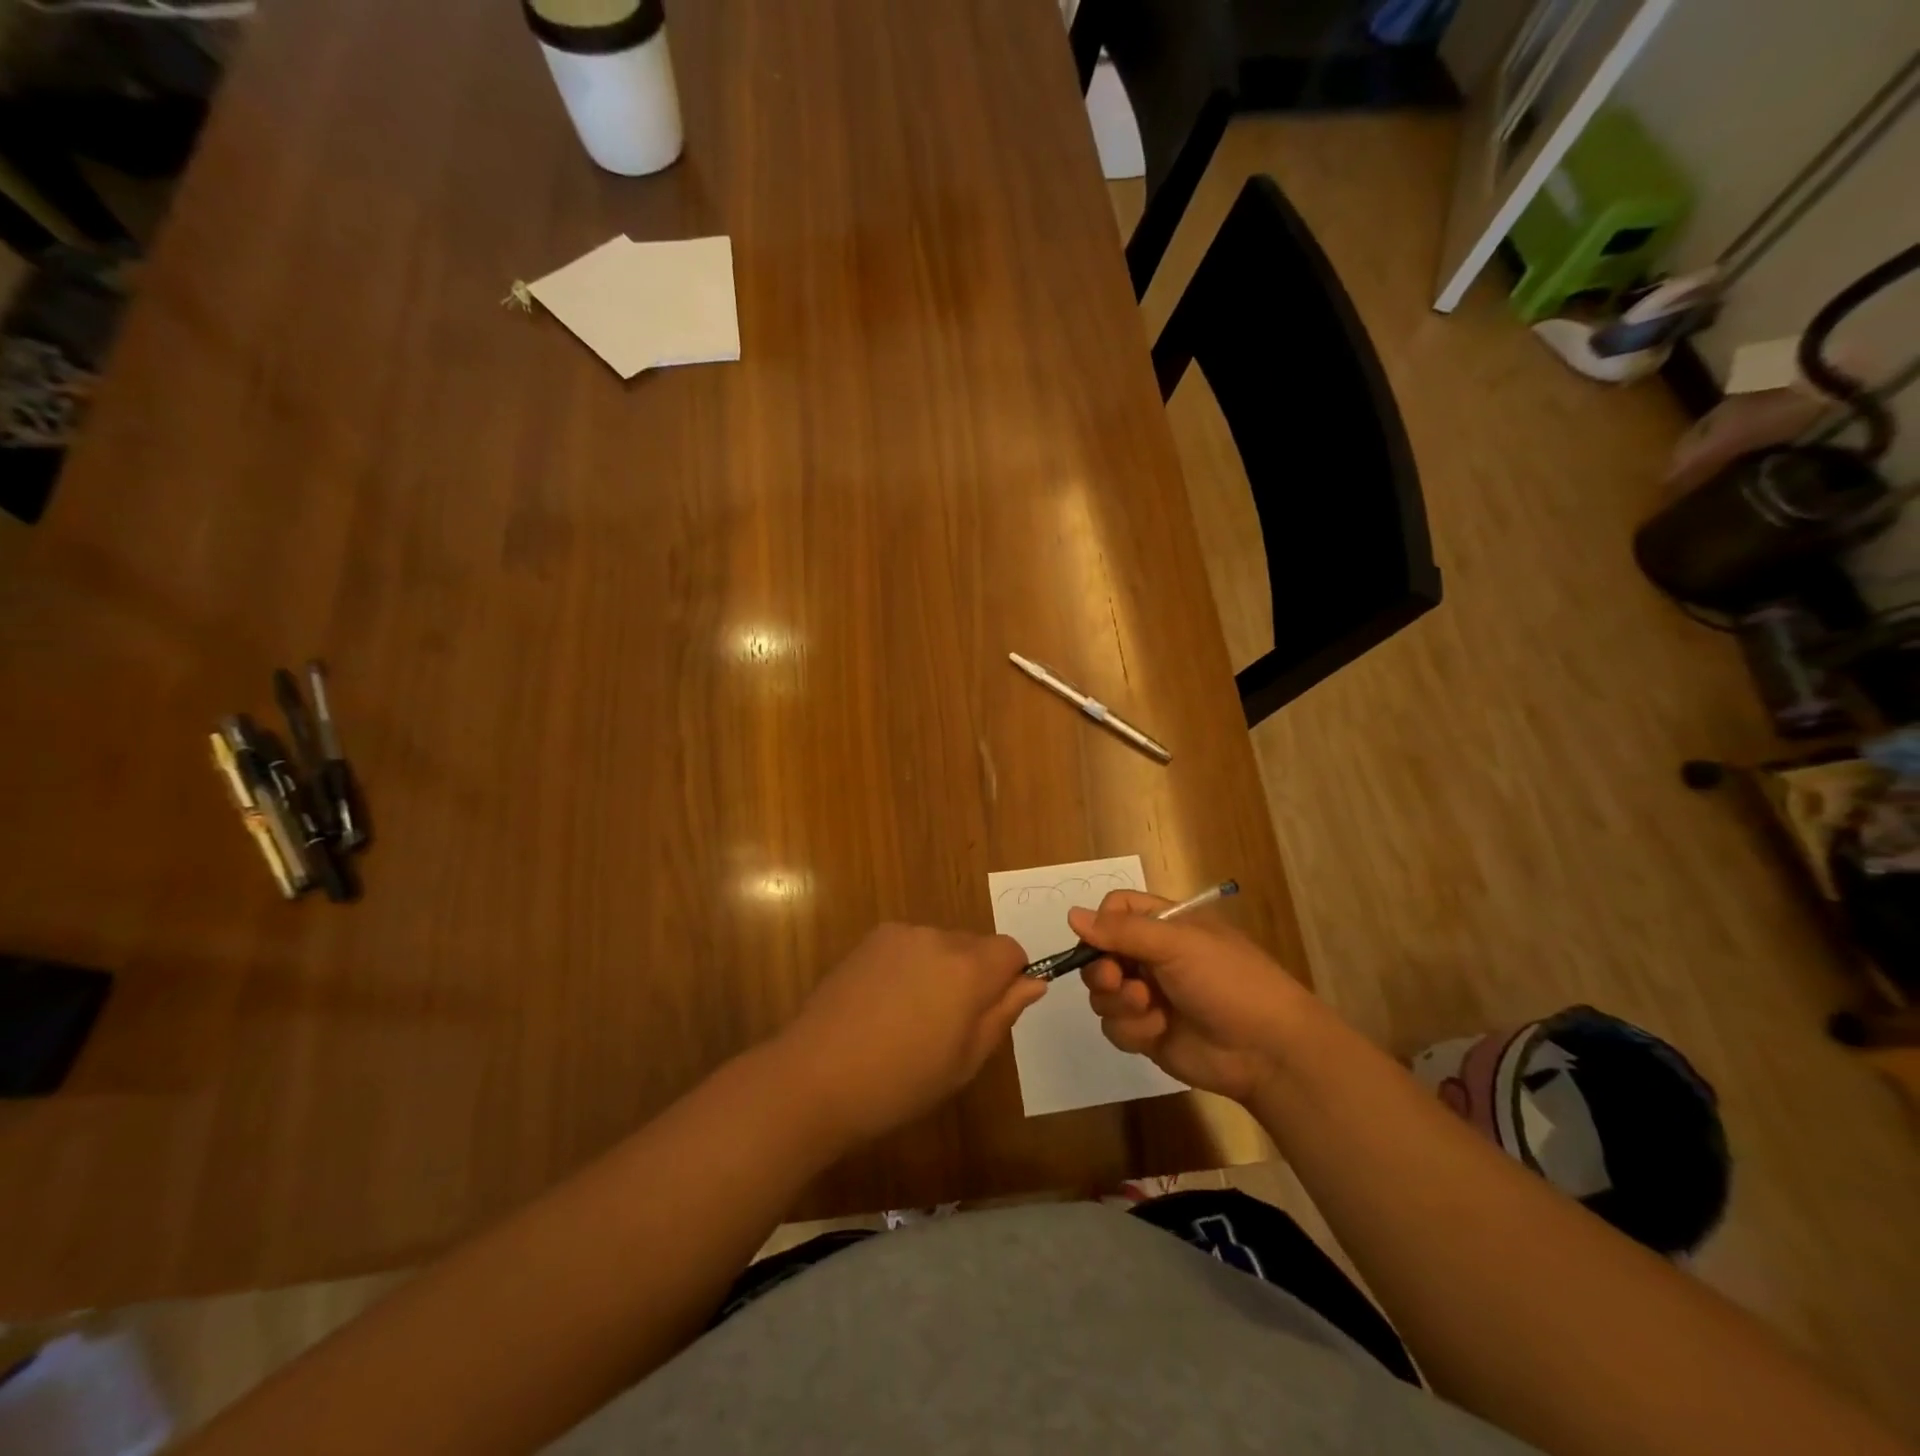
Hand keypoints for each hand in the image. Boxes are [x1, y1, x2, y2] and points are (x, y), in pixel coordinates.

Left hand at [779, 923, 1045, 1142]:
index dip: (1010, 978)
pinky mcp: (870, 940)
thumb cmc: (900, 1082)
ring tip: (910, 1019)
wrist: (815, 1076)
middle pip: (975, 946)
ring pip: (941, 945)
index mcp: (968, 968)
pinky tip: (884, 1006)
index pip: (1011, 950)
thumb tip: (1034, 981)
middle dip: (974, 976)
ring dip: (940, 971)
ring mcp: (900, 935)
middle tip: (948, 1026)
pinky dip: (909, 967)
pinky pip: (909, 946)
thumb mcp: (965, 1061)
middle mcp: (937, 938)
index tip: (991, 1012)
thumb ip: (1003, 1014)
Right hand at [1068, 890, 1315, 1101]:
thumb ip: (1122, 931)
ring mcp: (1148, 996)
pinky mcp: (1147, 1032)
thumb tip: (1071, 915)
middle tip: (1118, 980)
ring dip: (1119, 1002)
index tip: (1102, 940)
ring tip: (1148, 1008)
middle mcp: (1151, 957)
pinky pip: (1114, 1027)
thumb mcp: (1177, 945)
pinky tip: (1158, 1031)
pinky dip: (1131, 1030)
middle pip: (1098, 954)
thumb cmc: (1227, 981)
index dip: (1101, 924)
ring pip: (1102, 994)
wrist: (1266, 1050)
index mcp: (1164, 924)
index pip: (1114, 910)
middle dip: (1102, 970)